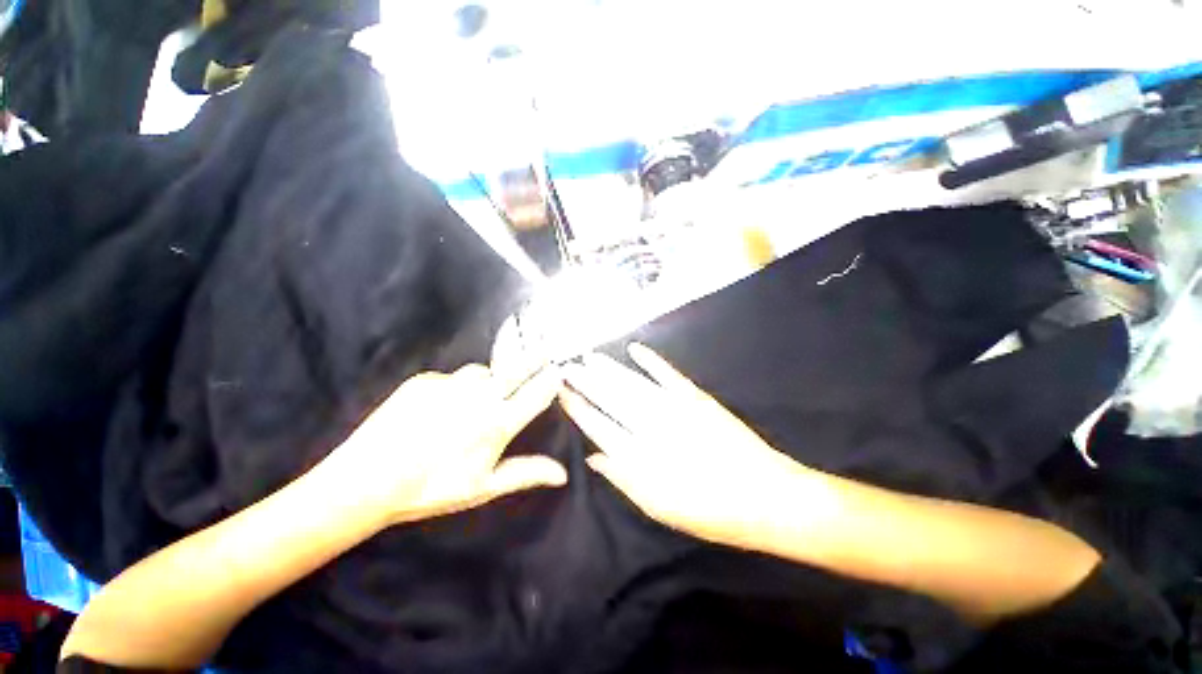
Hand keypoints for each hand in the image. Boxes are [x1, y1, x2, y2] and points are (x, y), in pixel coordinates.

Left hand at [331, 363, 566, 526]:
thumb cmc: (433, 489)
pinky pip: (451, 378)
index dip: (551, 380)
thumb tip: (563, 474)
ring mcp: (451, 384)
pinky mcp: (425, 379)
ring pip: (483, 372)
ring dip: (490, 380)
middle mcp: (480, 396)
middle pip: (517, 368)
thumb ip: (527, 473)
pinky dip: (455, 387)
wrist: (366, 481)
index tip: (559, 371)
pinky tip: (441, 408)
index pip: (537, 392)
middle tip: (546, 347)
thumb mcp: (484, 487)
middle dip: (536, 357)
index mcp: (498, 422)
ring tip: (479, 398)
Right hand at [559, 344, 812, 547]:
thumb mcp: (660, 508)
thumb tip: (593, 456)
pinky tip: (634, 349)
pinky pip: (668, 374)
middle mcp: (654, 426)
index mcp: (641, 456)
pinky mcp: (697, 398)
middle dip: (588, 382)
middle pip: (613, 399)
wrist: (766, 496)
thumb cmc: (710, 511)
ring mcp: (676, 407)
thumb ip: (624, 478)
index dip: (579, 408)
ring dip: (610, 370)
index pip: (600, 426)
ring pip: (634, 384)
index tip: (563, 393)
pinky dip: (651, 361)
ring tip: (590, 358)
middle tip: (567, 368)